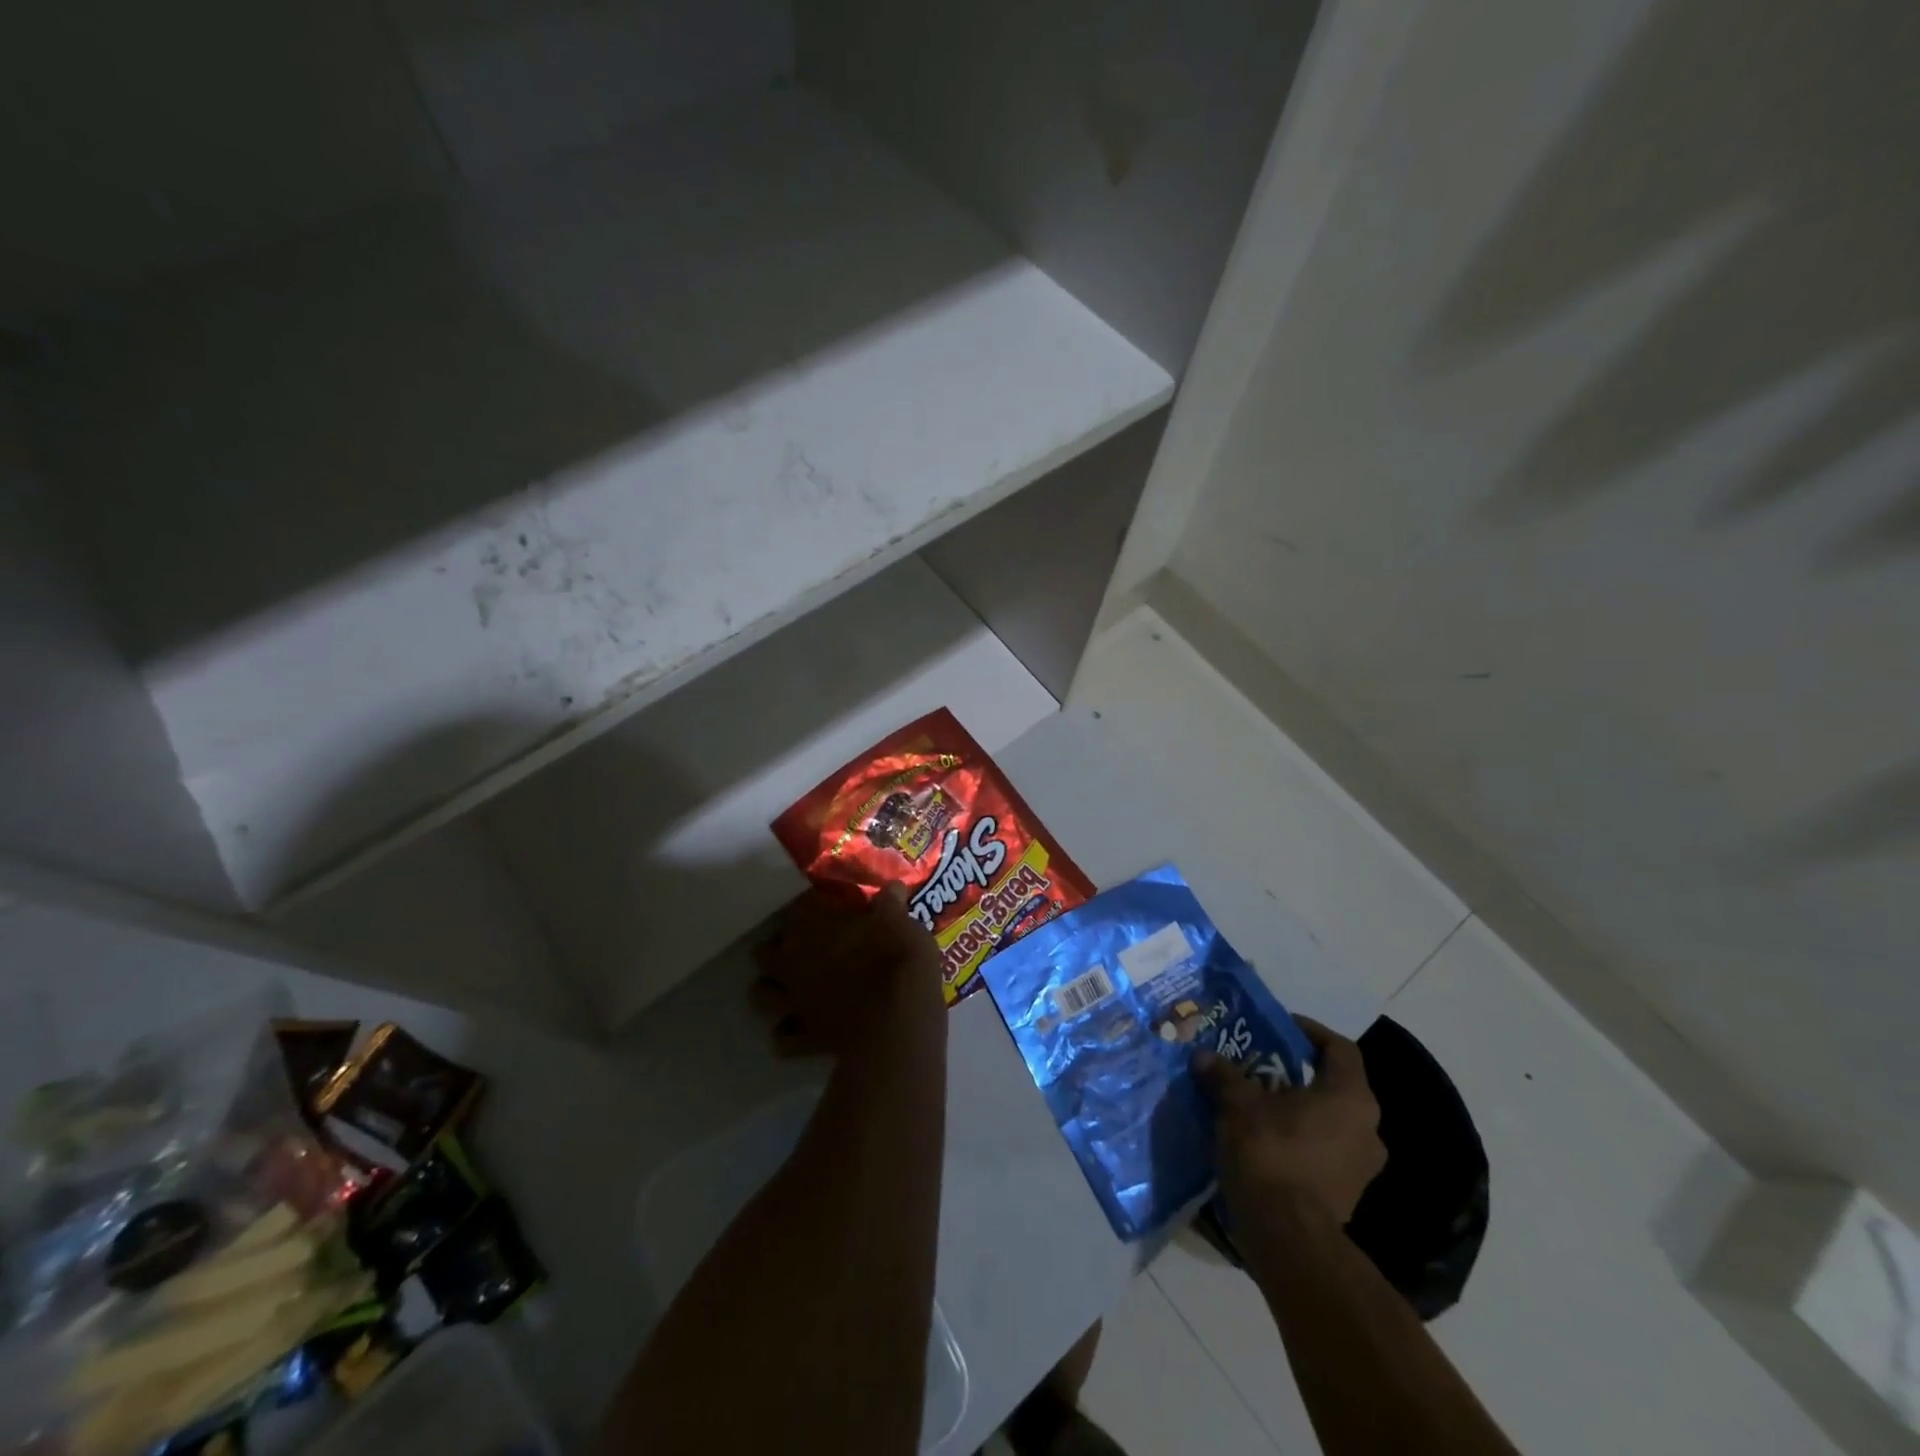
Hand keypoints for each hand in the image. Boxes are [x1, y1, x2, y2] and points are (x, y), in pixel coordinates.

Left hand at [752, 883, 944, 1055]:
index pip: (797, 909)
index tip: (821, 909)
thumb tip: (893, 886)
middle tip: (798, 948)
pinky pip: (784, 1039)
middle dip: (776, 950)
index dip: (808, 909)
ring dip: (771, 990)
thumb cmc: (899, 958)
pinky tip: (798, 1030)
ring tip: (788, 988)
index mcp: (814, 927)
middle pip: (765, 954)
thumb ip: (890, 905)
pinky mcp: (808, 1038)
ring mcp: (798, 1002)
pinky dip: (787, 1033)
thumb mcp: (901, 922)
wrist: (900, 1017)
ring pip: (762, 995)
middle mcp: (795, 963)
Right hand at [1196, 1016, 1384, 1225]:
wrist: (1287, 1237)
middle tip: (1260, 1065)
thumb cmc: (1270, 1154)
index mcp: (1350, 1097)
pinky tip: (1264, 1140)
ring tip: (1258, 1103)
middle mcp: (1367, 1128)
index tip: (1280, 1028)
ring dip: (1297, 1109)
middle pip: (1334, 1085)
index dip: (1310, 1032)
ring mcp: (1361, 1166)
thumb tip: (1204, 1056)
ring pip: (1329, 1121)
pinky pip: (1324, 1151)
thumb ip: (1224, 1076)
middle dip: (1297, 1073)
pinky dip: (1299, 1139)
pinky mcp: (1347, 1194)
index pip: (1340, 1049)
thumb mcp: (1237, 1105)